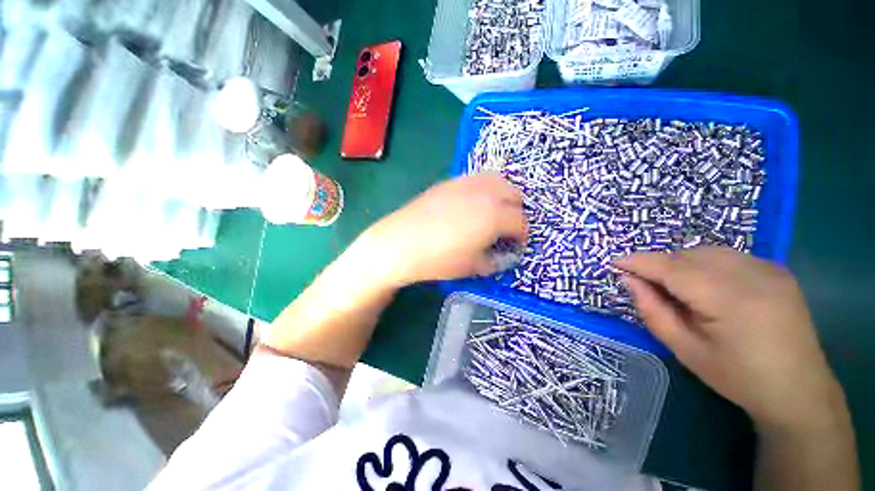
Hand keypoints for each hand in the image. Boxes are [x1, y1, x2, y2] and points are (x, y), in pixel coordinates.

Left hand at [361, 173, 526, 285]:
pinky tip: (471, 204)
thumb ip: (495, 261)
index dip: (522, 235)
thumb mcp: (473, 267)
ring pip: (497, 180)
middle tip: (507, 228)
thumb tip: (505, 256)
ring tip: (493, 212)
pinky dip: (484, 189)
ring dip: (503, 196)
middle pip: (514, 194)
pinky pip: (476, 179)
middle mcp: (485, 193)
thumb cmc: (439, 259)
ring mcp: (466, 183)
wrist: (401, 243)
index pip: (521, 222)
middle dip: (517, 212)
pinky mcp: (449, 181)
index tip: (516, 245)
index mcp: (495, 215)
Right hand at [615, 247, 842, 430]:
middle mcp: (752, 274)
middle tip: (644, 283)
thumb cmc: (737, 377)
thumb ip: (653, 311)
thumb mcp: (685, 350)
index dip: (639, 262)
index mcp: (730, 299)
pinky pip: (727, 256)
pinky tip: (705, 286)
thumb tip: (629, 280)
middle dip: (659, 264)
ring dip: (681, 263)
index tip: (615, 263)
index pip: (672, 268)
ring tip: (674, 287)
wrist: (799, 390)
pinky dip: (704, 264)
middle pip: (688, 255)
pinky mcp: (776, 270)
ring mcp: (769, 268)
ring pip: (706, 251)